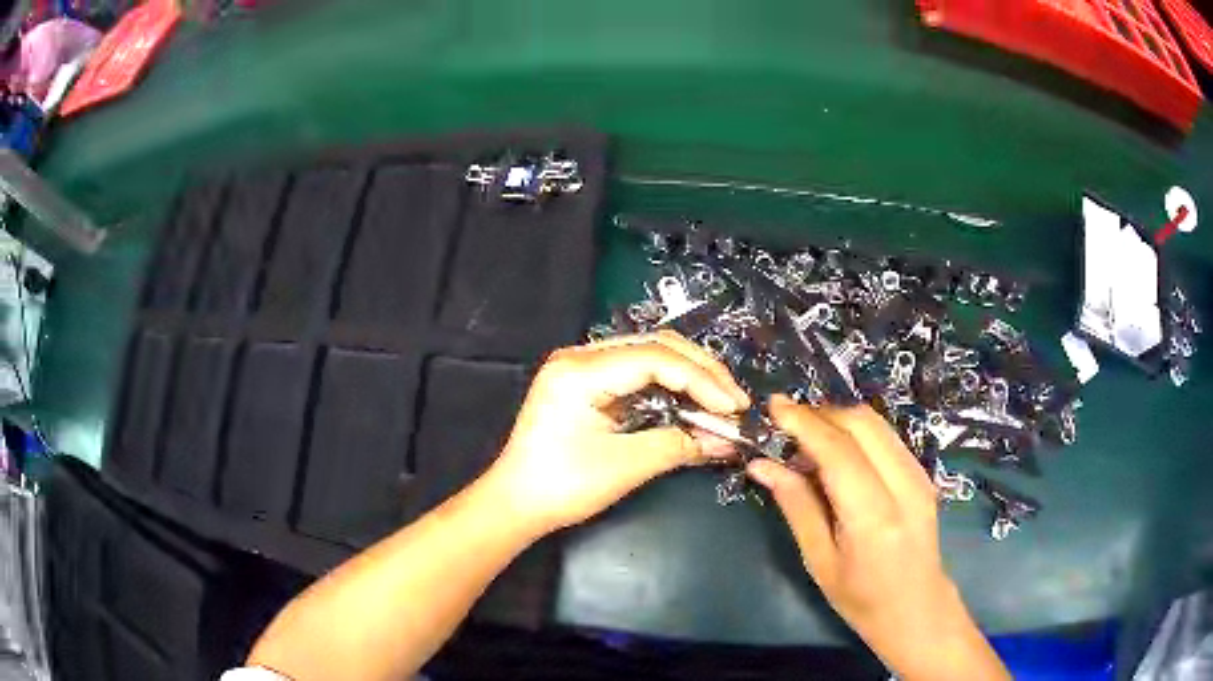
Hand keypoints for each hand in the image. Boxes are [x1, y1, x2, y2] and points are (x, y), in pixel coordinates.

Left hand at [481, 331, 749, 534]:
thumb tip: (727, 440)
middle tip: (734, 401)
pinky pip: (636, 372)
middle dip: (701, 372)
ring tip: (720, 401)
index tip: (734, 407)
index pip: (656, 359)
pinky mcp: (586, 381)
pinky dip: (668, 386)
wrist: (516, 502)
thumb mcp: (625, 466)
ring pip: (649, 354)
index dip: (702, 380)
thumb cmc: (563, 486)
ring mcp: (581, 365)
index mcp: (580, 370)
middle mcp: (579, 355)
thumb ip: (679, 444)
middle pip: (656, 346)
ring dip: (688, 376)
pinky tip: (690, 402)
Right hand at [747, 397, 1008, 680]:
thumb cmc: (861, 598)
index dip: (804, 422)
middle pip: (862, 423)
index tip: (773, 406)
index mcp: (874, 517)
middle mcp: (904, 485)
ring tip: (806, 439)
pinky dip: (856, 432)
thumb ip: (796, 505)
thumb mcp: (819, 560)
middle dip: (820, 413)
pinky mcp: (924, 472)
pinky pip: (886, 436)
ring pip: (876, 423)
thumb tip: (761, 465)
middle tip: (785, 424)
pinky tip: (836, 453)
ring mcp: (920, 475)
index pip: (838, 451)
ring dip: (838, 420)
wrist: (917, 607)